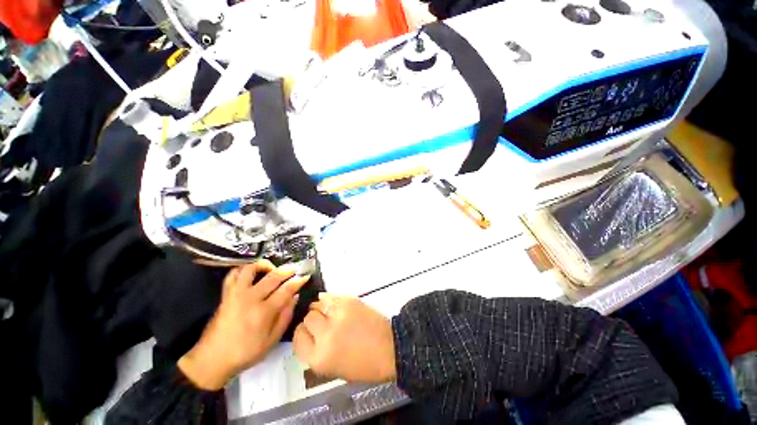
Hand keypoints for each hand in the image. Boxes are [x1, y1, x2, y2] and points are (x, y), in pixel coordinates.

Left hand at [178, 260, 309, 389]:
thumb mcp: (272, 340)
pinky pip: (234, 274)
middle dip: (288, 270)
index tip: (305, 276)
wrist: (212, 359)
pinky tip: (252, 272)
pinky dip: (244, 269)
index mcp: (264, 312)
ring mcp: (236, 294)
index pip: (286, 289)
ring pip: (251, 269)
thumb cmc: (245, 352)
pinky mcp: (226, 294)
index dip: (298, 280)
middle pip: (273, 276)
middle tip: (295, 269)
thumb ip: (286, 316)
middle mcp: (250, 298)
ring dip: (265, 265)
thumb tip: (295, 297)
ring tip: (273, 268)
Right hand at [293, 293, 395, 382]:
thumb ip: (316, 351)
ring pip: (317, 304)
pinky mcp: (349, 302)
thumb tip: (308, 332)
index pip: (298, 338)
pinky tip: (334, 304)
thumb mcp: (333, 368)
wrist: (389, 348)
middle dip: (313, 320)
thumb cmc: (363, 365)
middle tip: (322, 322)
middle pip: (308, 318)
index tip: (308, 331)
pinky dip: (330, 299)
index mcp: (319, 358)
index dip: (302, 333)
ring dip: (320, 308)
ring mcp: (338, 315)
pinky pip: (331, 296)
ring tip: (328, 312)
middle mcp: (325, 335)